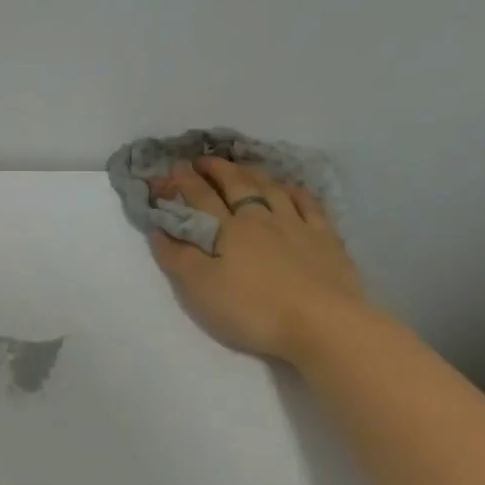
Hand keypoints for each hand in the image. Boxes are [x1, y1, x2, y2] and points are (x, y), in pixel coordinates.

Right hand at [148, 158, 366, 364]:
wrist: (323, 325)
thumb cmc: (253, 309)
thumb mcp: (200, 288)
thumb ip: (177, 257)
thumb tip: (158, 228)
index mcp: (228, 230)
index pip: (201, 197)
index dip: (184, 181)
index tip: (172, 167)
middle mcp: (260, 218)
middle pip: (236, 185)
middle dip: (216, 169)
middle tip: (202, 159)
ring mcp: (297, 225)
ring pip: (271, 189)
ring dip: (252, 173)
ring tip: (240, 166)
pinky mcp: (326, 239)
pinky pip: (309, 205)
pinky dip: (295, 191)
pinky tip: (290, 187)